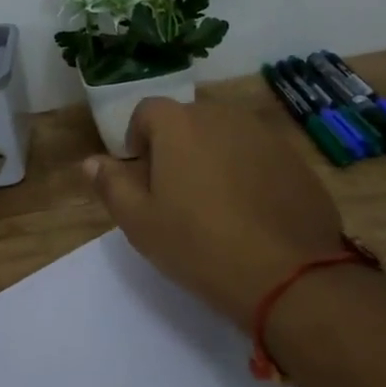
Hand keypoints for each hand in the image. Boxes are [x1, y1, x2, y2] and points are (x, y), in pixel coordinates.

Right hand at [83, 99, 345, 329]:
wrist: (288, 274)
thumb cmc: (199, 245)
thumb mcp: (140, 222)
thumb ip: (111, 184)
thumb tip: (91, 162)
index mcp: (179, 124)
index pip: (147, 111)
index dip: (138, 139)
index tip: (142, 176)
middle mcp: (221, 115)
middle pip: (188, 121)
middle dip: (177, 147)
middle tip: (176, 194)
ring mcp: (263, 134)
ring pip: (225, 136)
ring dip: (213, 157)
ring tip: (215, 204)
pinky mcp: (294, 158)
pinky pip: (257, 155)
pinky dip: (248, 171)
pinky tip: (251, 212)